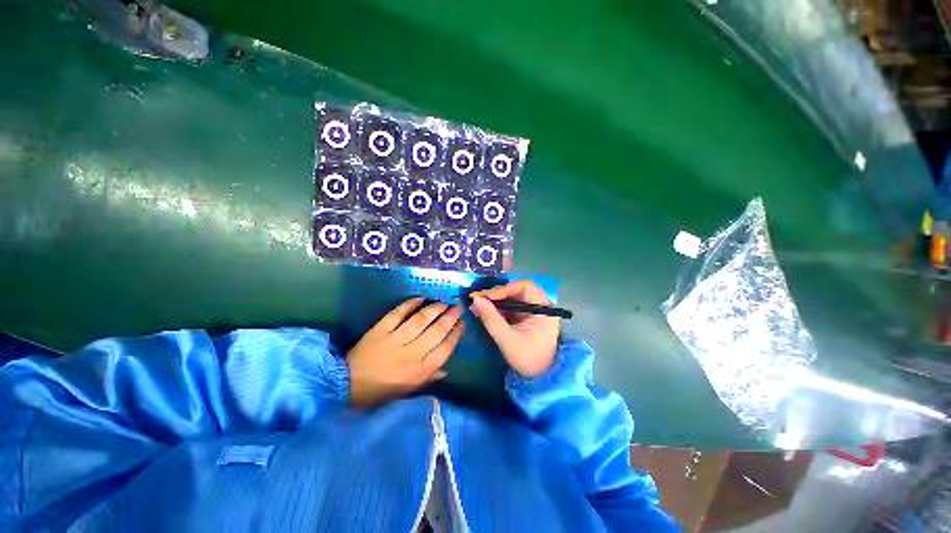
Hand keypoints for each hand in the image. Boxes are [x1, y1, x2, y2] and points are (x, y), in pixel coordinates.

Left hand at [346, 298, 463, 407]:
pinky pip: (397, 314)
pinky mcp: (380, 330)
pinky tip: (420, 298)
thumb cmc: (380, 392)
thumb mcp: (408, 391)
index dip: (456, 334)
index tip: (462, 324)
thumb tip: (446, 369)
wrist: (346, 386)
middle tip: (457, 308)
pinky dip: (409, 304)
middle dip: (450, 318)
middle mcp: (411, 353)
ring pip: (420, 320)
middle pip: (436, 331)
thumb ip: (428, 379)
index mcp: (419, 370)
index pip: (445, 349)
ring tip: (443, 303)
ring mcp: (395, 340)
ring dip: (434, 309)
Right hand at [469, 280, 559, 377]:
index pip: (524, 287)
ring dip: (493, 300)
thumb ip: (491, 319)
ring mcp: (530, 310)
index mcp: (543, 308)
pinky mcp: (523, 317)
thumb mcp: (508, 340)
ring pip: (510, 297)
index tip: (486, 297)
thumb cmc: (528, 359)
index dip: (504, 289)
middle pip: (516, 290)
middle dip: (496, 294)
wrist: (539, 379)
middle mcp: (538, 304)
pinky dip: (495, 308)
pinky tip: (482, 310)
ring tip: (476, 305)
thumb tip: (475, 299)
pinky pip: (508, 306)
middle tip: (477, 299)